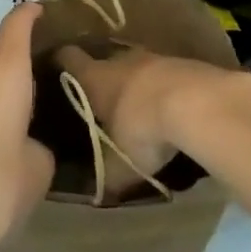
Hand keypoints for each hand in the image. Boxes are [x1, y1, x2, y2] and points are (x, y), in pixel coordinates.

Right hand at [53, 44, 247, 179]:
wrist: (197, 103)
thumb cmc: (144, 130)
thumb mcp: (118, 165)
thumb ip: (104, 176)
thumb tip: (93, 194)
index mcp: (96, 78)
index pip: (68, 58)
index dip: (59, 61)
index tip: (53, 70)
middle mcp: (120, 59)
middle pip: (103, 60)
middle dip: (101, 77)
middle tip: (98, 100)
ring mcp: (152, 57)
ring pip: (135, 66)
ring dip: (135, 83)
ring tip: (136, 107)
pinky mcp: (181, 62)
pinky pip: (163, 73)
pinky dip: (161, 87)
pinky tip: (169, 108)